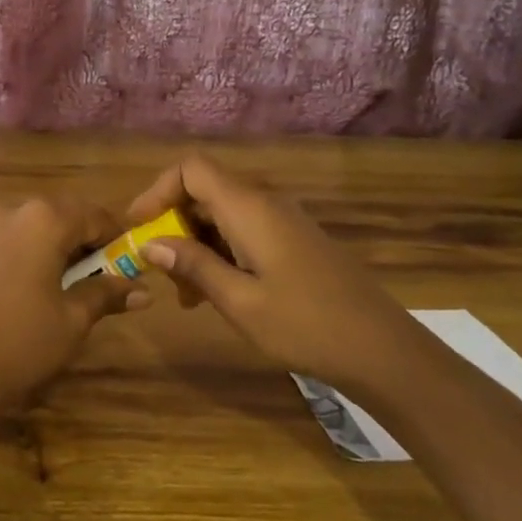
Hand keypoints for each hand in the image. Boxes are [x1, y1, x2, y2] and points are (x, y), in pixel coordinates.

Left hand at [0, 197, 145, 421]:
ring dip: (39, 246)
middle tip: (89, 274)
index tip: (125, 259)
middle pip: (53, 216)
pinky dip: (8, 256)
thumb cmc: (22, 343)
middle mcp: (6, 212)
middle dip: (75, 239)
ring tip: (47, 283)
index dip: (113, 235)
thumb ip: (106, 294)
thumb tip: (143, 290)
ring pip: (20, 228)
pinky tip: (9, 290)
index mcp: (43, 221)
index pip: (92, 215)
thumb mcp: (73, 321)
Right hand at [125, 155, 422, 395]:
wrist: (384, 350)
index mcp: (249, 208)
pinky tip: (217, 294)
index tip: (137, 228)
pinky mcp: (294, 242)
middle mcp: (265, 203)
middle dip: (173, 224)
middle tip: (160, 271)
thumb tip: (149, 243)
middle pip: (204, 191)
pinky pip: (244, 232)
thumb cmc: (306, 325)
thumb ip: (193, 266)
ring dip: (195, 245)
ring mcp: (283, 222)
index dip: (157, 190)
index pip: (191, 169)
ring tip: (186, 295)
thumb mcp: (239, 301)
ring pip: (222, 215)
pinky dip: (220, 253)